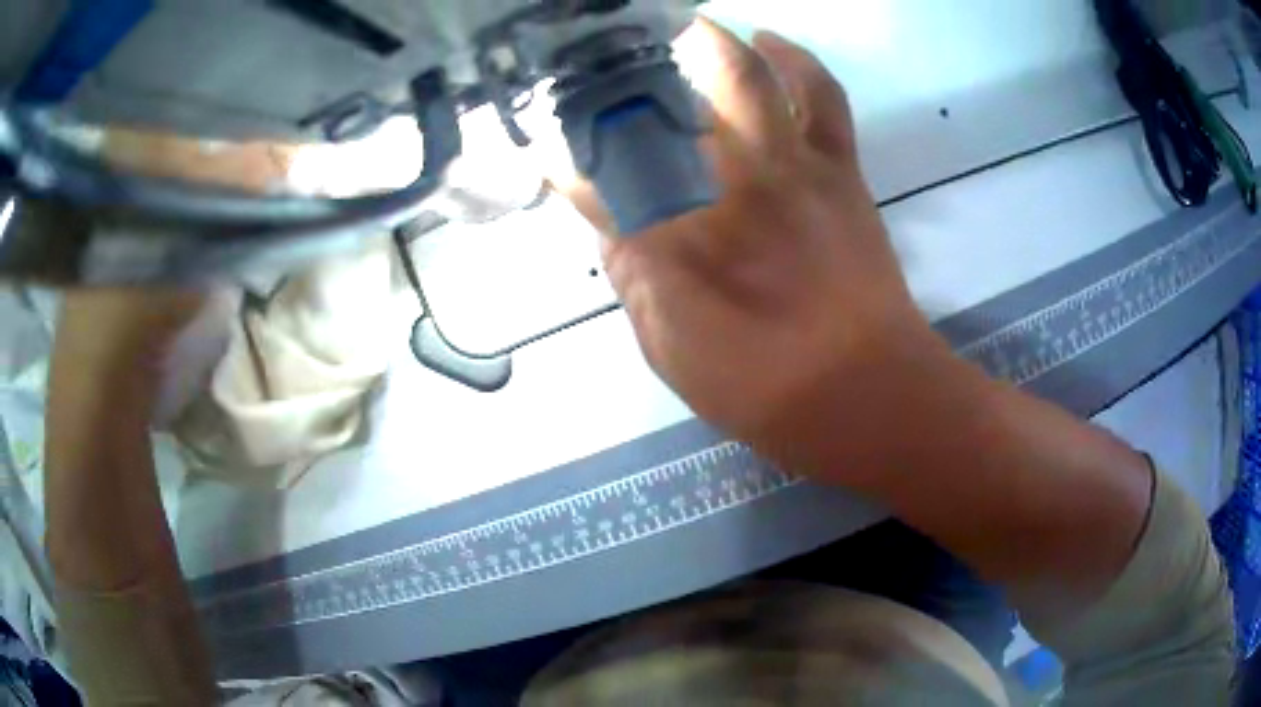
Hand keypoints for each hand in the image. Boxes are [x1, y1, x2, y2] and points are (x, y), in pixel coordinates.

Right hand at [559, 21, 953, 474]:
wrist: (871, 393)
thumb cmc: (768, 389)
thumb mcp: (675, 354)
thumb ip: (635, 282)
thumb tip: (614, 225)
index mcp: (677, 242)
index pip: (597, 180)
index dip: (565, 162)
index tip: (544, 151)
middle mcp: (726, 186)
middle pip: (665, 104)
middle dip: (624, 77)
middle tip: (603, 65)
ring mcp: (790, 166)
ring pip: (743, 75)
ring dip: (706, 43)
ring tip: (682, 29)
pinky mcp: (837, 168)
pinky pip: (820, 95)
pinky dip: (796, 60)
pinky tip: (770, 42)